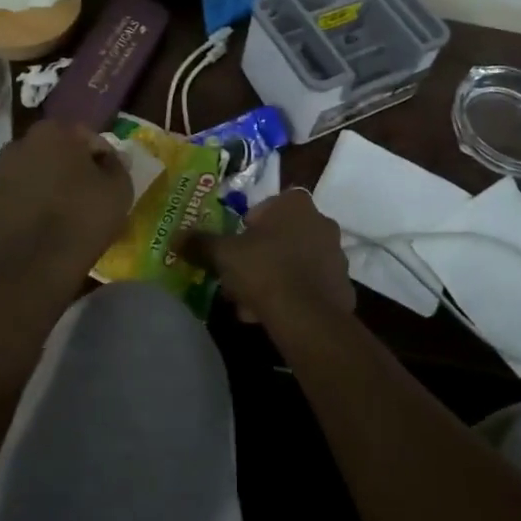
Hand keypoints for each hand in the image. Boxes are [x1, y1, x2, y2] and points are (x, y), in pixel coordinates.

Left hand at [0, 120, 132, 291]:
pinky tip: (38, 233)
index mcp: (50, 133)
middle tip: (85, 194)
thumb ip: (116, 165)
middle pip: (50, 153)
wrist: (37, 269)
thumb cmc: (84, 218)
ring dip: (41, 189)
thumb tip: (109, 159)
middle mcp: (16, 148)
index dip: (99, 156)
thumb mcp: (119, 187)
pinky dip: (22, 214)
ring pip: (26, 178)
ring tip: (60, 216)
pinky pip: (10, 207)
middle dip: (65, 168)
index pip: (83, 136)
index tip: (108, 178)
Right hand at [182, 188, 354, 326]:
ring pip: (296, 261)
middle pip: (282, 235)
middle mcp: (321, 221)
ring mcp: (336, 254)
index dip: (249, 226)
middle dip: (262, 254)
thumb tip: (176, 237)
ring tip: (254, 303)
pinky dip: (296, 295)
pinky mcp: (343, 285)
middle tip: (241, 277)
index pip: (268, 206)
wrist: (306, 316)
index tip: (238, 246)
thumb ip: (201, 242)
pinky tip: (276, 315)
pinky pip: (312, 285)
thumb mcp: (224, 254)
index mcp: (295, 204)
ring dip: (277, 276)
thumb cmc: (264, 270)